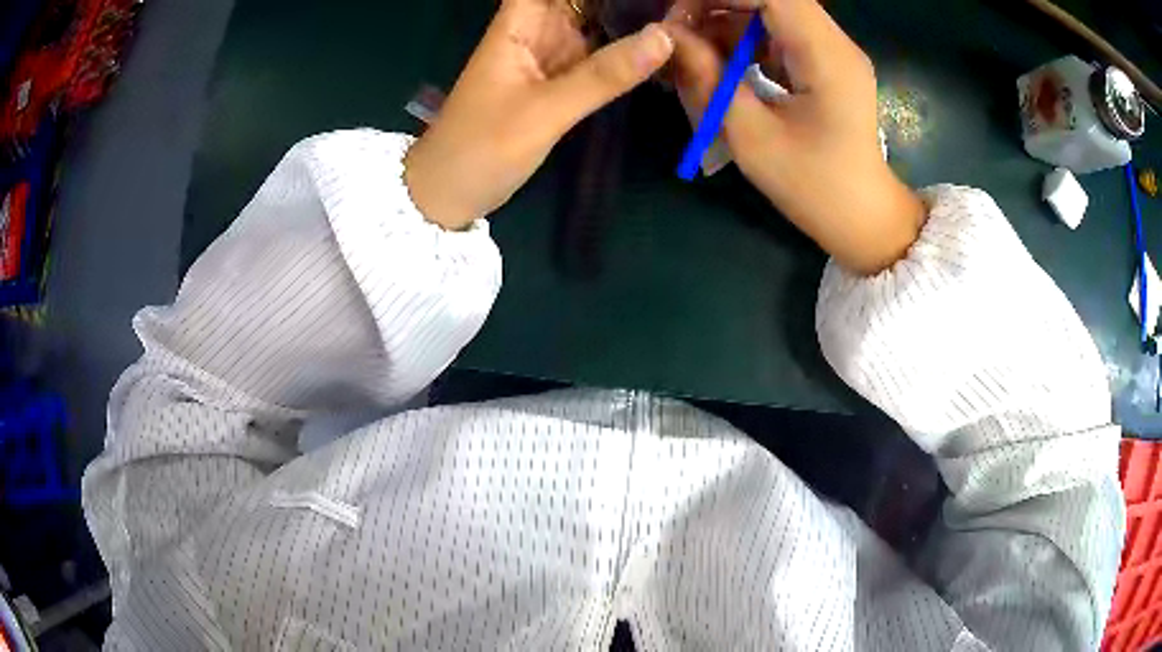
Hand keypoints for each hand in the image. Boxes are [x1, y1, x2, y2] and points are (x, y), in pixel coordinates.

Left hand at [404, 0, 674, 229]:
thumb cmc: (481, 147)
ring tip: (676, 15)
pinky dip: (624, 49)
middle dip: (623, 0)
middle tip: (675, 4)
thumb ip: (604, 75)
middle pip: (583, 0)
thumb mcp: (544, 111)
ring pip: (595, 22)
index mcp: (519, 23)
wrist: (449, 194)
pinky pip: (598, 55)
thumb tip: (665, 37)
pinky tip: (660, 44)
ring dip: (629, 17)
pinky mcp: (560, 81)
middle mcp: (537, 31)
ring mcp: (550, 56)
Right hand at [670, 0, 925, 273]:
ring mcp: (833, 50)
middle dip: (717, 7)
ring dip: (727, 24)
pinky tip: (726, 68)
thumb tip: (670, 37)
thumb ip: (709, 79)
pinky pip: (779, 33)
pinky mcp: (826, 63)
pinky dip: (745, 41)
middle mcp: (836, 42)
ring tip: (696, 57)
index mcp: (827, 56)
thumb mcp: (752, 138)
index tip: (678, 18)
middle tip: (679, 36)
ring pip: (770, 12)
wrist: (864, 218)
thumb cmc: (814, 188)